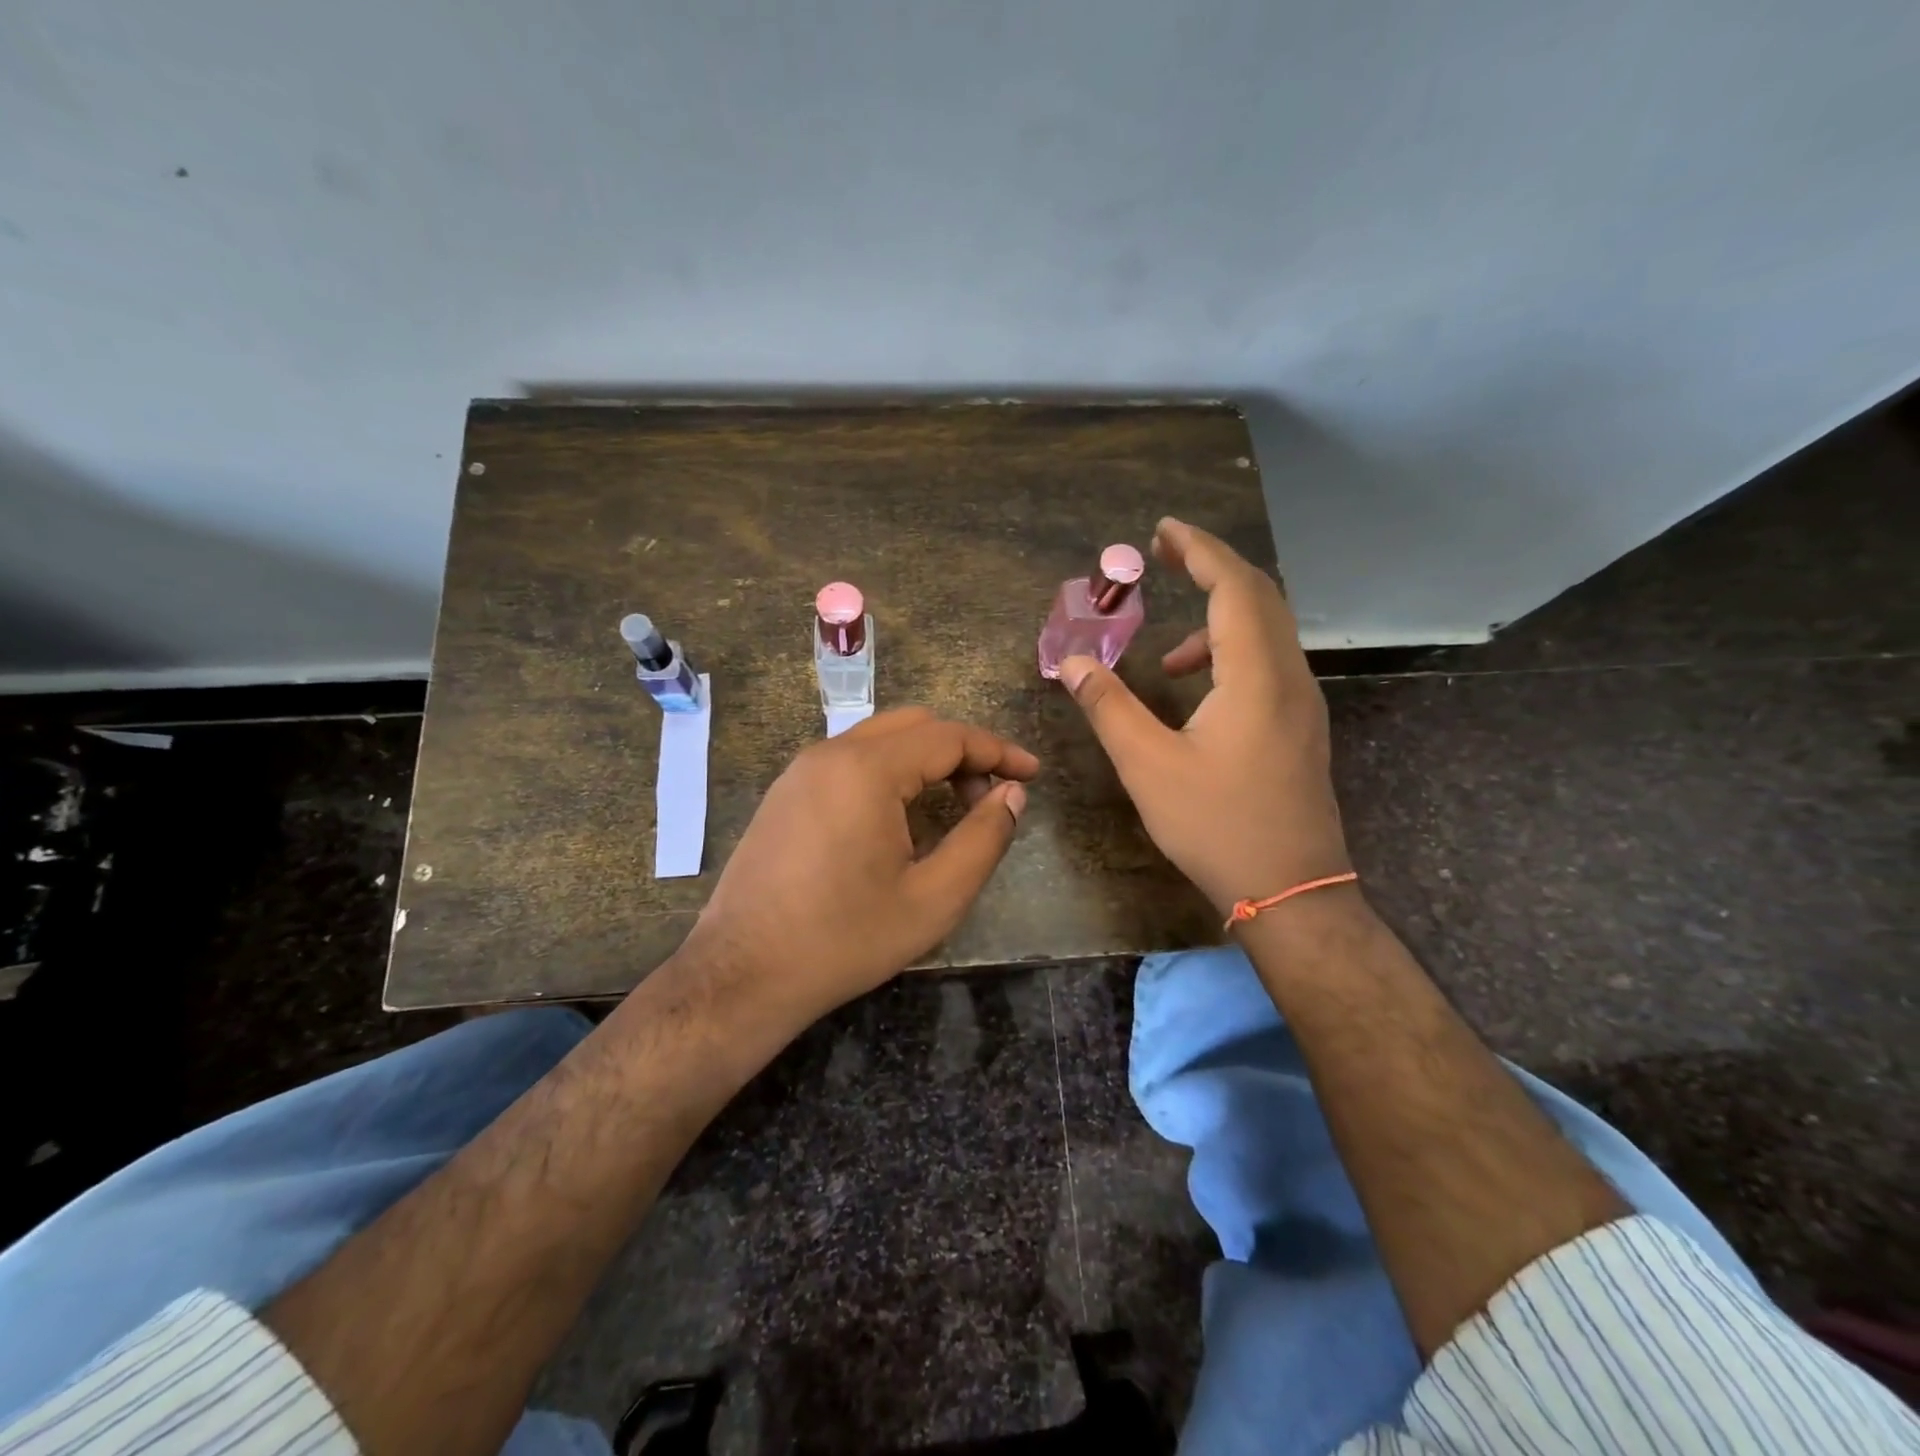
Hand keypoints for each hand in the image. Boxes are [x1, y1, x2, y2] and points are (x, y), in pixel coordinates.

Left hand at [685, 708, 1037, 1018]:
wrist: (741, 974)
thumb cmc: (844, 939)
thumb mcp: (933, 898)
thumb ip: (983, 839)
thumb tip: (1012, 794)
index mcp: (866, 769)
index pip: (948, 736)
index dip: (998, 751)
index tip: (1033, 774)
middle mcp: (830, 753)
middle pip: (914, 726)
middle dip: (962, 752)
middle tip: (990, 797)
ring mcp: (800, 771)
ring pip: (879, 740)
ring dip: (925, 761)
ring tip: (952, 807)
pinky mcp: (785, 793)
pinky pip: (849, 762)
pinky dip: (889, 772)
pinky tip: (900, 818)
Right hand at [1059, 516, 1350, 918]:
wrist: (1292, 891)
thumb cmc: (1217, 825)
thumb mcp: (1148, 765)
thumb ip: (1109, 707)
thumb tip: (1071, 662)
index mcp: (1256, 675)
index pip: (1234, 587)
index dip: (1199, 550)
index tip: (1163, 531)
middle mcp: (1289, 677)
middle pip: (1259, 596)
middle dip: (1213, 568)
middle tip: (1166, 557)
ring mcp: (1302, 704)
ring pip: (1268, 632)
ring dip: (1220, 618)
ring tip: (1168, 653)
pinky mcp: (1301, 728)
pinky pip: (1270, 663)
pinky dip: (1232, 654)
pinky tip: (1198, 694)